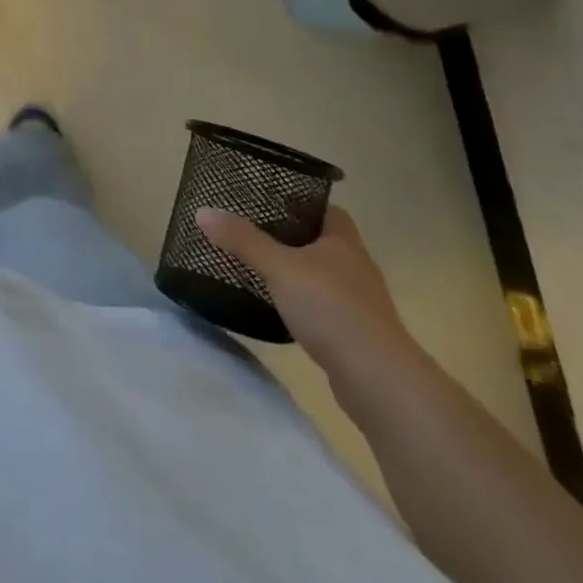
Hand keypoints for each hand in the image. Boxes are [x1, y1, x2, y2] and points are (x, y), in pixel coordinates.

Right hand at [197, 206, 419, 379]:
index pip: (321, 206)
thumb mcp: (279, 268)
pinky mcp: (354, 332)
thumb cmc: (332, 309)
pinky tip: (278, 307)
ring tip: (257, 267)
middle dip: (288, 236)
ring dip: (294, 271)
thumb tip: (203, 211)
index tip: (263, 201)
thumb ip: (243, 240)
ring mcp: (359, 301)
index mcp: (343, 239)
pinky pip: (322, 305)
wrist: (379, 382)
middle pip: (319, 239)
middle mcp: (355, 264)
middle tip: (249, 232)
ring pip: (320, 274)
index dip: (295, 200)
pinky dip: (302, 302)